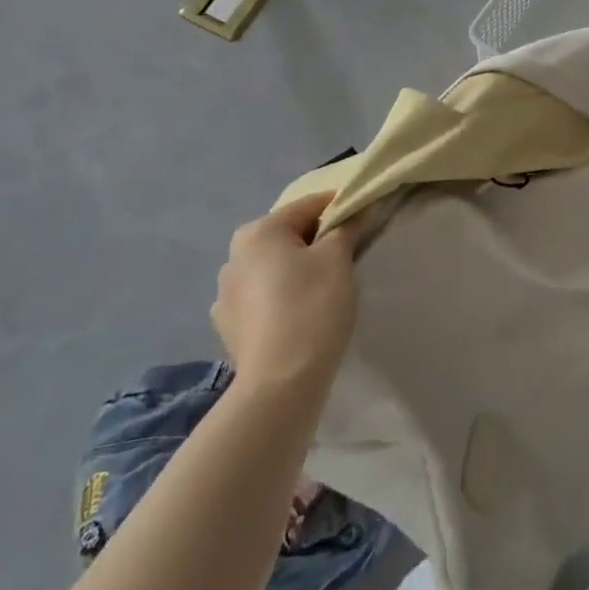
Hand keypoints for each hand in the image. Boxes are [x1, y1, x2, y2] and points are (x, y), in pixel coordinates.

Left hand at [211, 193, 357, 391]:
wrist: (280, 383)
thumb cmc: (312, 307)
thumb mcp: (338, 259)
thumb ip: (347, 226)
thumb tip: (357, 206)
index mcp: (258, 232)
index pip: (308, 205)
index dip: (339, 208)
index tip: (363, 219)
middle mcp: (233, 256)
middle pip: (286, 235)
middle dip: (316, 241)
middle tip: (346, 257)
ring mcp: (225, 294)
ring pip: (271, 267)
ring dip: (295, 269)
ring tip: (323, 290)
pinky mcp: (227, 326)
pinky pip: (261, 298)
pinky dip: (280, 297)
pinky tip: (297, 315)